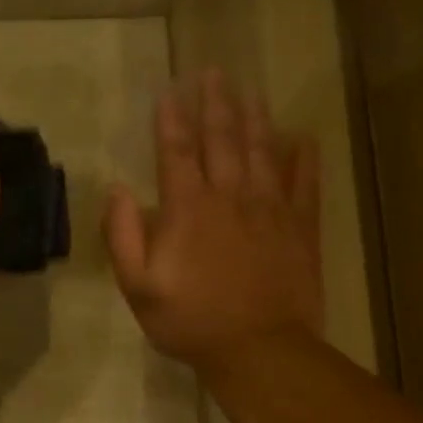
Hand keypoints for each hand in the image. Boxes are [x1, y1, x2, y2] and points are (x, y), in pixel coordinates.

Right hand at [104, 70, 322, 378]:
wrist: (258, 350)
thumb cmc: (190, 320)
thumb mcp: (138, 286)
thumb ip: (123, 236)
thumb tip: (118, 190)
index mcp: (187, 209)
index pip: (176, 152)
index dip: (169, 120)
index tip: (167, 91)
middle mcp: (230, 197)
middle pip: (222, 140)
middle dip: (214, 103)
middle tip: (213, 72)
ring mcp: (270, 209)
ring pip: (262, 151)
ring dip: (255, 118)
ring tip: (250, 91)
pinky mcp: (299, 228)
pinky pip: (304, 183)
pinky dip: (303, 157)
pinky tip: (302, 137)